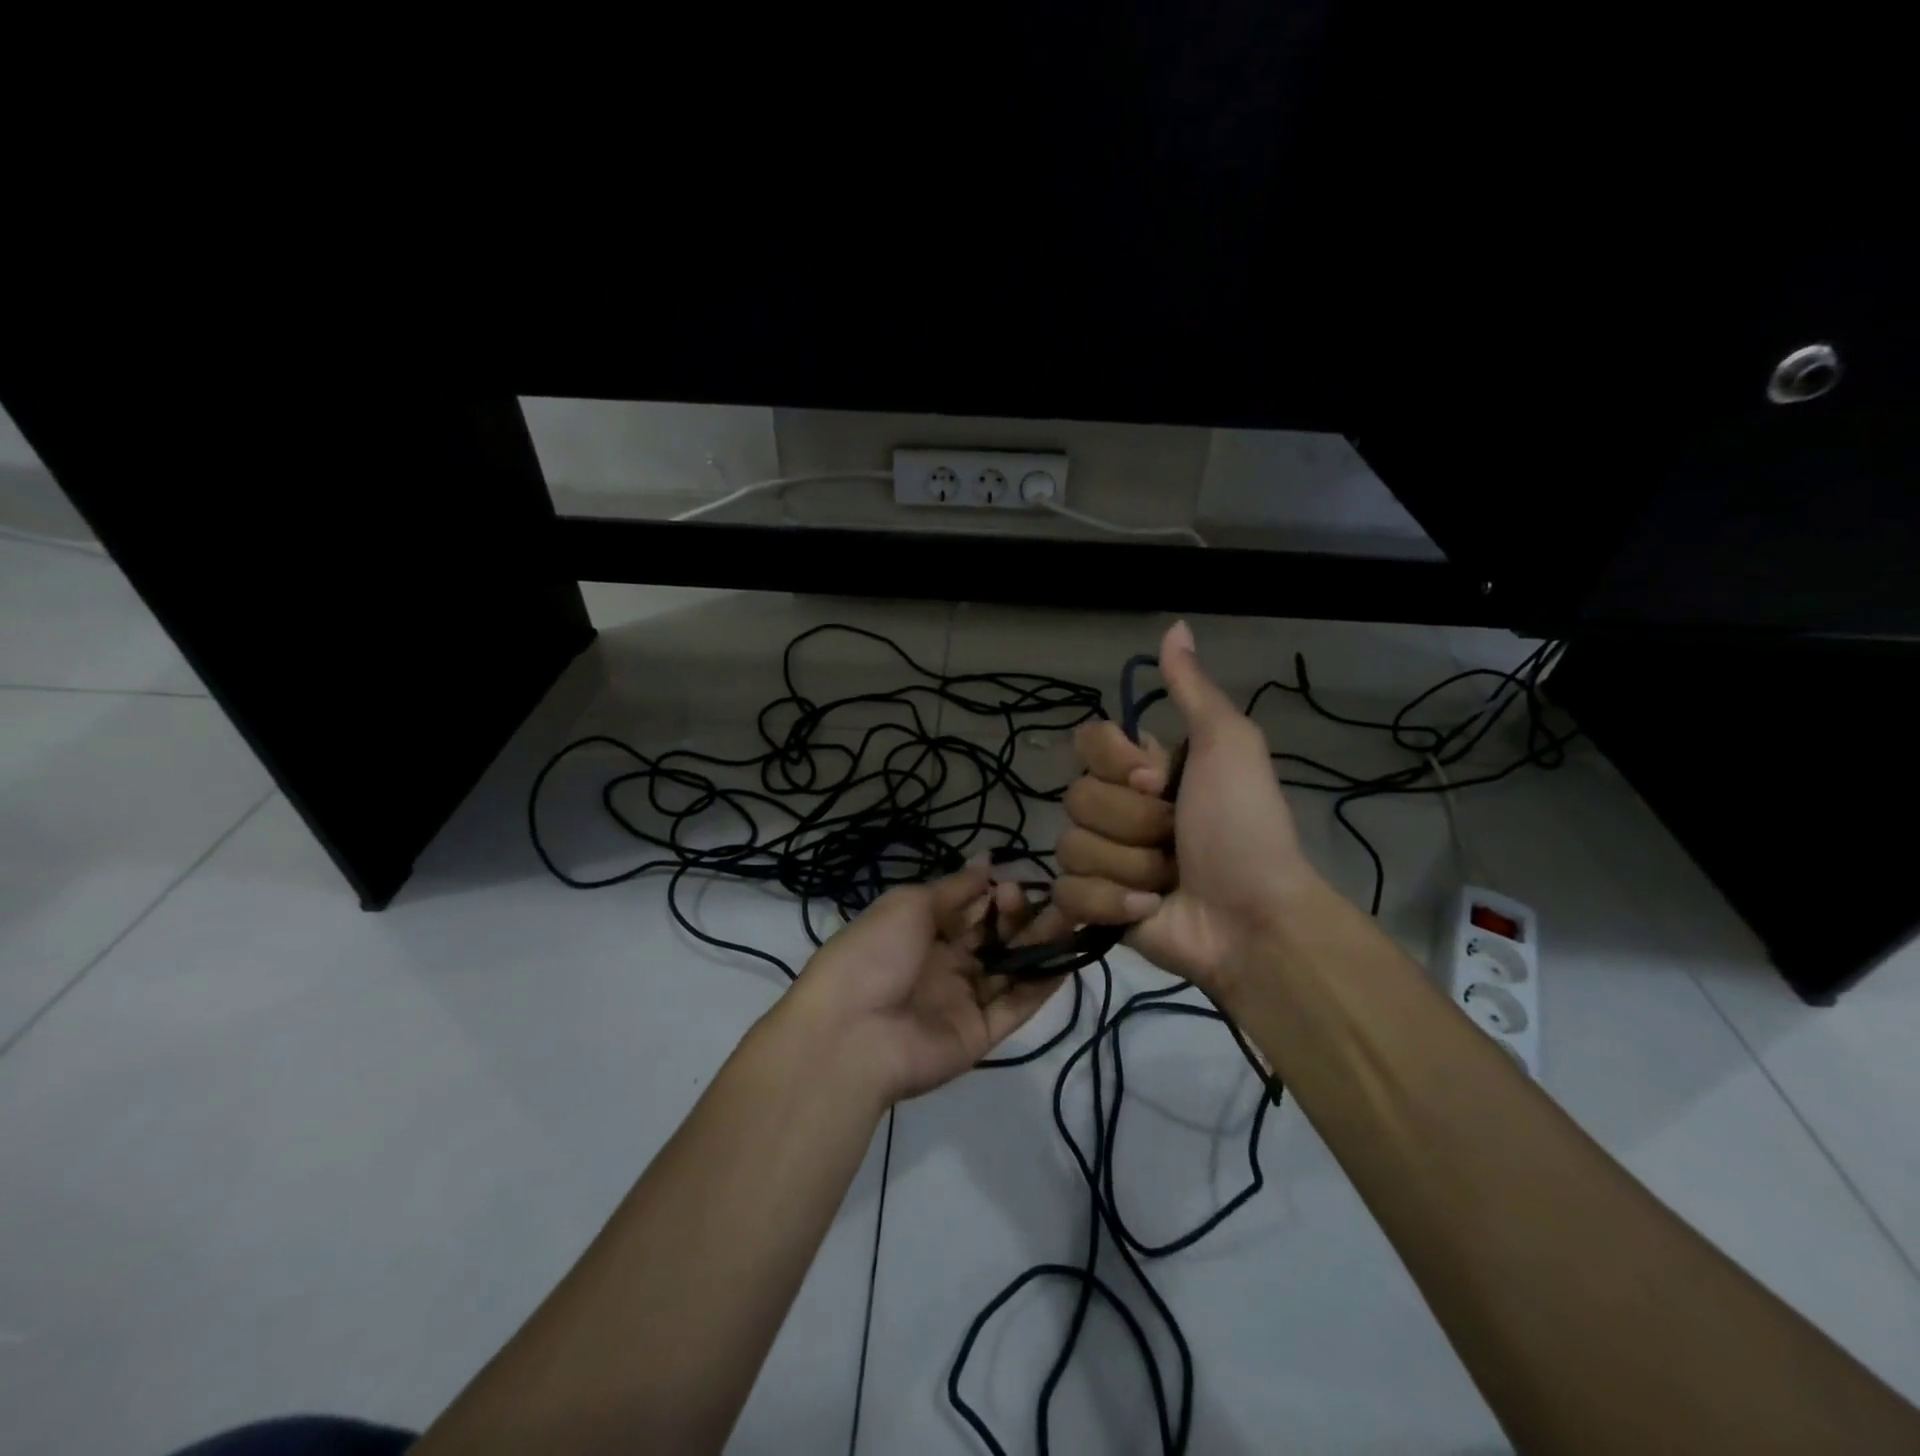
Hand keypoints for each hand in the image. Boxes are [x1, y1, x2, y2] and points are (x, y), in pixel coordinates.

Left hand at [780, 863, 1065, 1104]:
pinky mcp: (980, 1035)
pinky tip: (1066, 958)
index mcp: (922, 932)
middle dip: (1019, 916)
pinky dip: (1042, 984)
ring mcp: (963, 1000)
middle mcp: (945, 964)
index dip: (993, 894)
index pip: (969, 909)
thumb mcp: (909, 905)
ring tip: (1070, 918)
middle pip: (994, 937)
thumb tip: (986, 860)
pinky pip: (1016, 1006)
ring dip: (1039, 944)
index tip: (1013, 881)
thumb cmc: (874, 954)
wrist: (849, 1033)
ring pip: (1011, 969)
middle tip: (1040, 900)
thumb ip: (955, 888)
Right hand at [1053, 620, 1321, 994]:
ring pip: (1072, 845)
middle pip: (1077, 797)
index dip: (1115, 762)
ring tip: (1169, 880)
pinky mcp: (1094, 904)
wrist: (1252, 917)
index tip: (1158, 779)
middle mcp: (1118, 807)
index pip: (1087, 742)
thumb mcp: (1228, 747)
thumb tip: (1175, 625)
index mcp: (1142, 768)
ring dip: (1130, 865)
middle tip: (1176, 838)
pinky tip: (1149, 908)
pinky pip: (1069, 891)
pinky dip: (1111, 901)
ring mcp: (1104, 857)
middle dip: (1134, 822)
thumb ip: (1193, 690)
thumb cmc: (1243, 827)